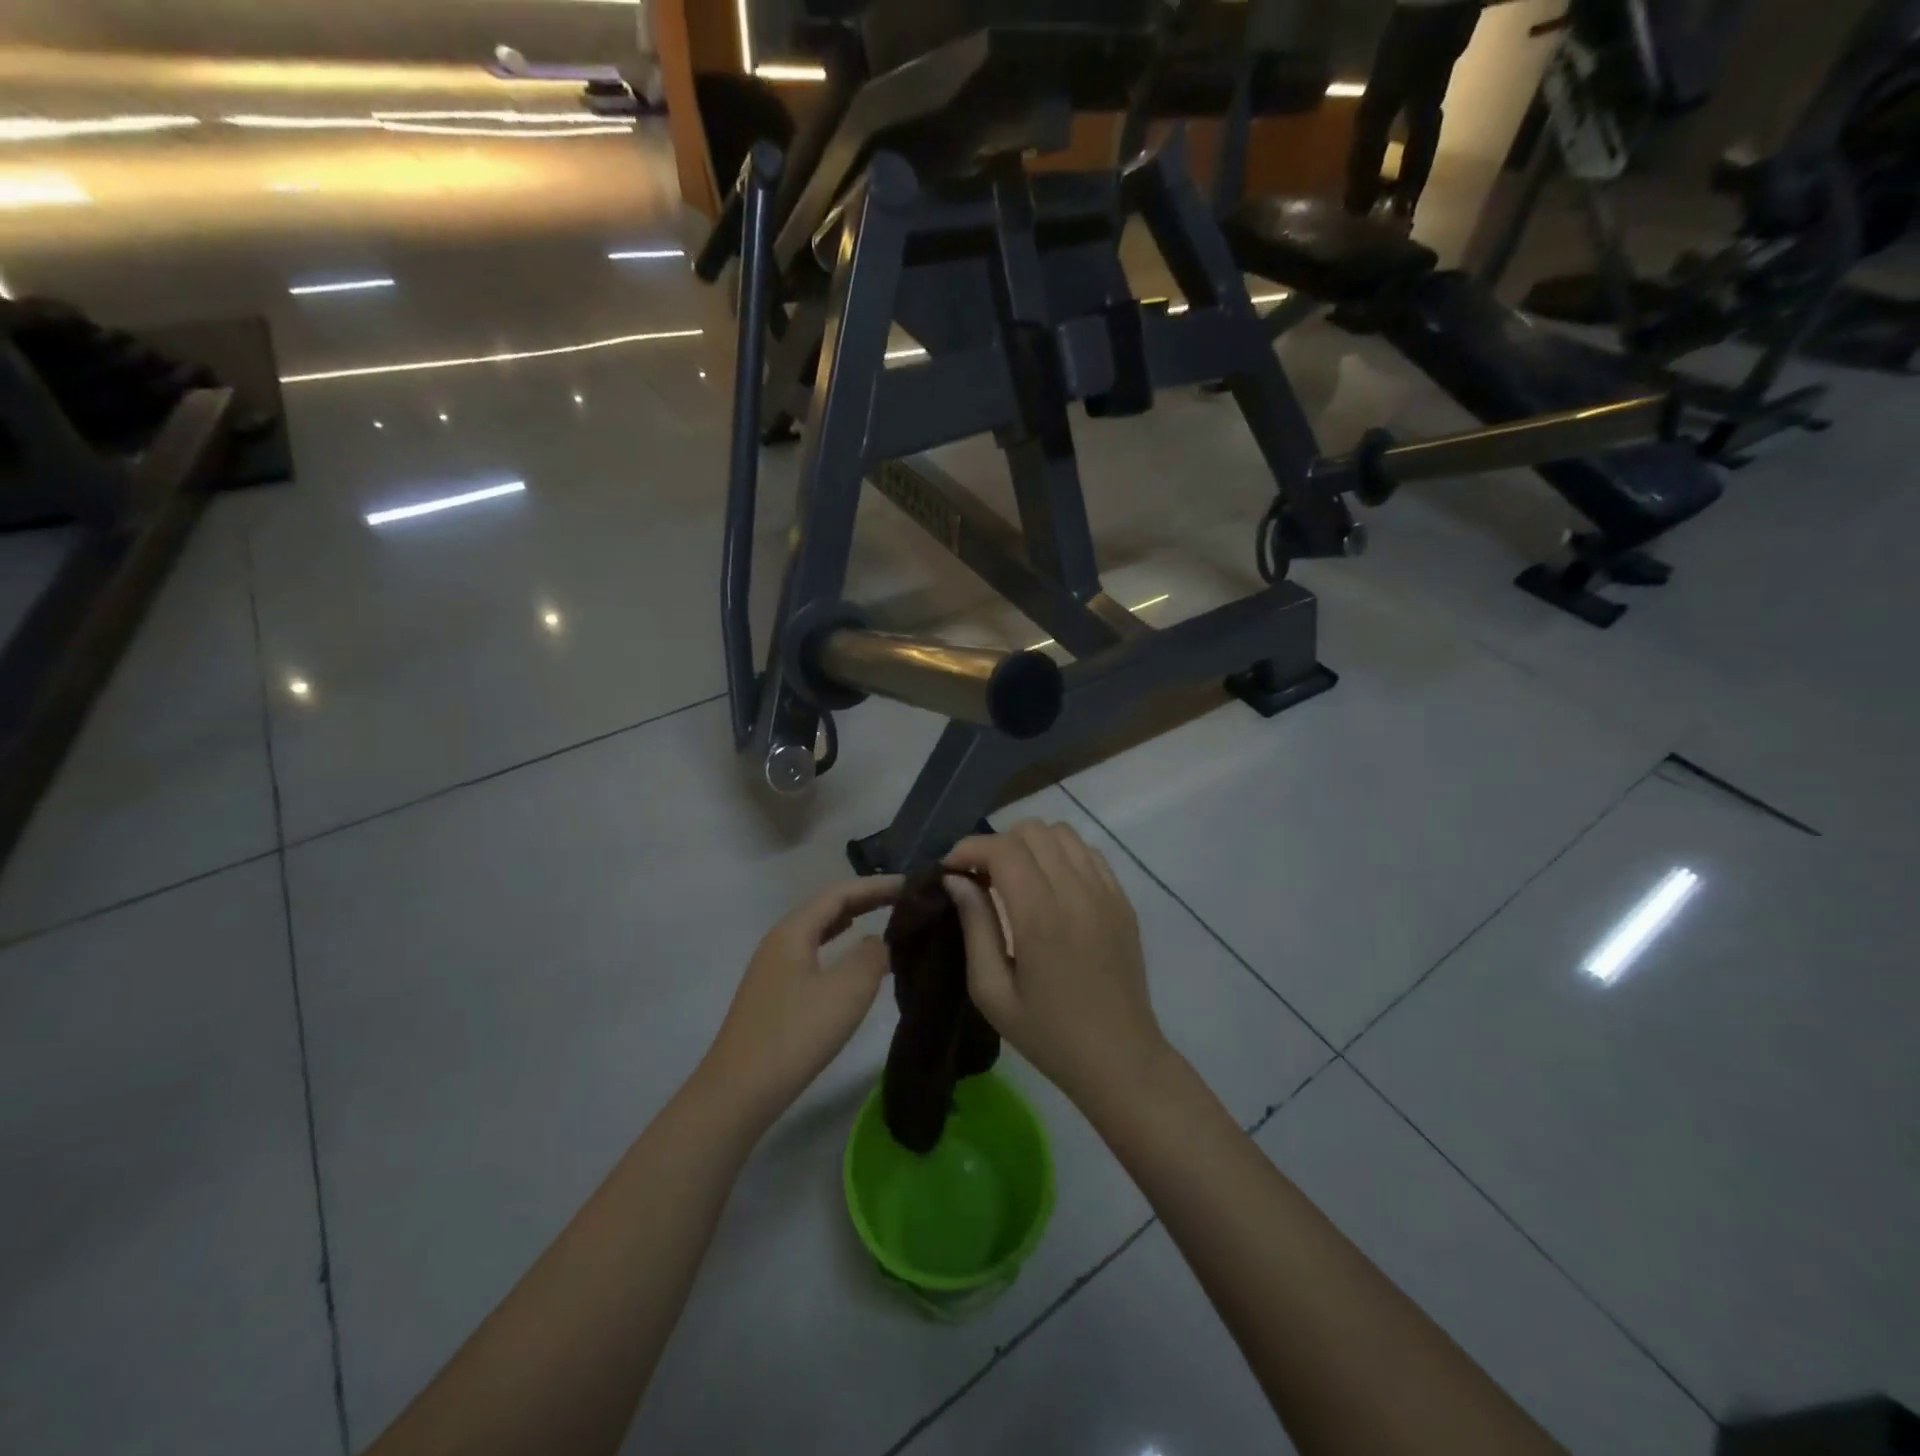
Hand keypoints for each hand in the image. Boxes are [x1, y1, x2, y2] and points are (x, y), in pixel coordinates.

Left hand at [700, 875, 903, 1131]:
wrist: (739, 1092)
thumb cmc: (796, 1034)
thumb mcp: (847, 991)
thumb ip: (871, 956)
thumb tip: (878, 941)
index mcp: (793, 930)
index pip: (840, 892)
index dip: (876, 886)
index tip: (911, 885)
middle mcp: (779, 941)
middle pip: (826, 907)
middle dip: (864, 899)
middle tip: (903, 899)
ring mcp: (772, 969)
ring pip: (818, 931)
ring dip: (850, 921)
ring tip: (882, 919)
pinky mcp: (773, 995)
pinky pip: (812, 953)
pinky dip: (837, 946)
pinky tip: (849, 959)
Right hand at [943, 822, 1168, 1115]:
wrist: (1119, 1058)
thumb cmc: (1047, 1034)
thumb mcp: (992, 992)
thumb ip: (974, 926)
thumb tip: (956, 880)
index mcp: (1040, 917)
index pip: (1002, 849)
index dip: (969, 848)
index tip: (951, 871)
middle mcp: (1076, 892)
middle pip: (1032, 830)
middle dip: (997, 844)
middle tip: (982, 879)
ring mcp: (1106, 892)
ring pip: (1062, 833)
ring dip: (1031, 845)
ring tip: (1016, 879)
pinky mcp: (1123, 900)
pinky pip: (1088, 852)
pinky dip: (1062, 855)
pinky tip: (1051, 887)